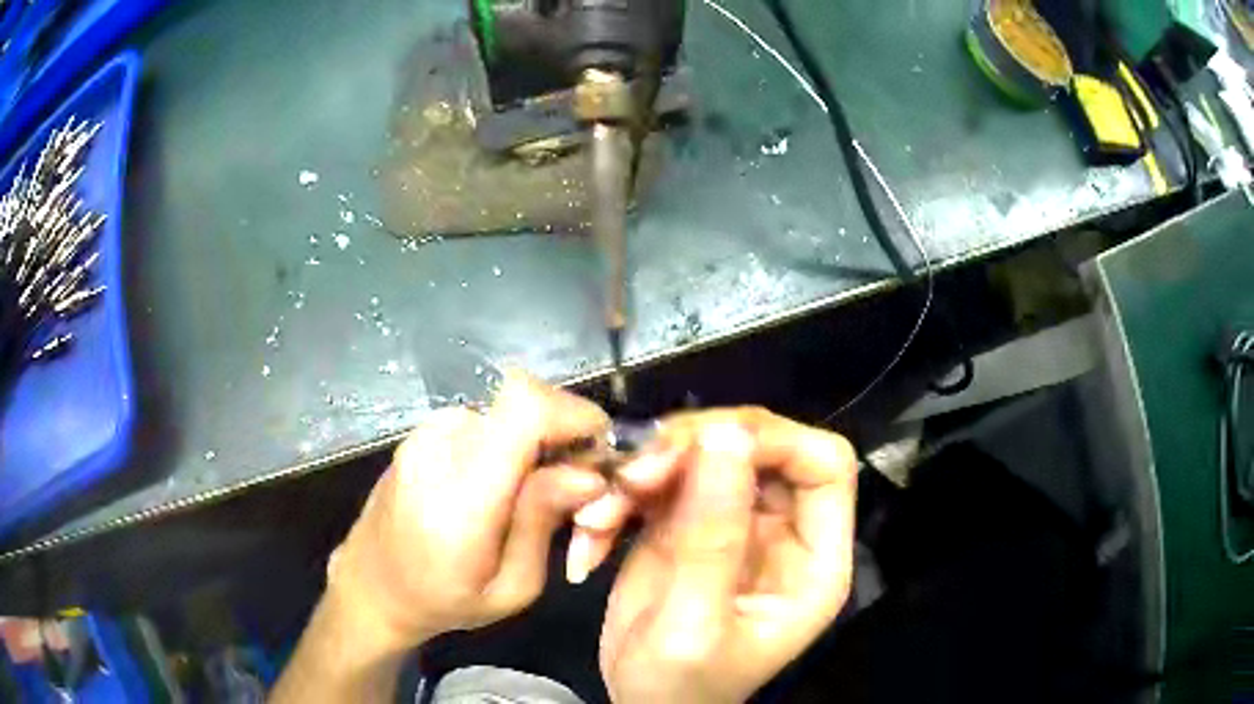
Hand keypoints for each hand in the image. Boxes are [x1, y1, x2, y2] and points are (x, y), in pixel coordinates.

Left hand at [326, 372, 610, 651]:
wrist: (373, 583)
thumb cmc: (444, 599)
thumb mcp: (512, 587)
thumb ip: (544, 522)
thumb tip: (589, 474)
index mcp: (461, 495)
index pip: (523, 409)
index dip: (573, 414)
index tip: (599, 449)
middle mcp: (439, 447)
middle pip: (523, 399)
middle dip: (565, 430)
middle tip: (576, 482)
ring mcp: (425, 432)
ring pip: (508, 405)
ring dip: (540, 435)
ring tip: (540, 488)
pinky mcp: (423, 430)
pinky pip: (486, 416)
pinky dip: (513, 437)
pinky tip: (508, 480)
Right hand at [580, 409, 856, 703]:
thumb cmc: (680, 686)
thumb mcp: (693, 624)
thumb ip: (710, 538)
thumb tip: (723, 436)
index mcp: (813, 558)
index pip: (824, 464)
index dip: (773, 441)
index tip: (705, 448)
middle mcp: (781, 531)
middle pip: (757, 446)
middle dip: (694, 448)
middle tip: (635, 476)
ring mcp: (732, 524)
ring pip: (703, 455)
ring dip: (645, 471)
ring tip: (600, 513)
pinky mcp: (686, 526)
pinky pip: (661, 481)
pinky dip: (622, 495)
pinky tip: (592, 529)